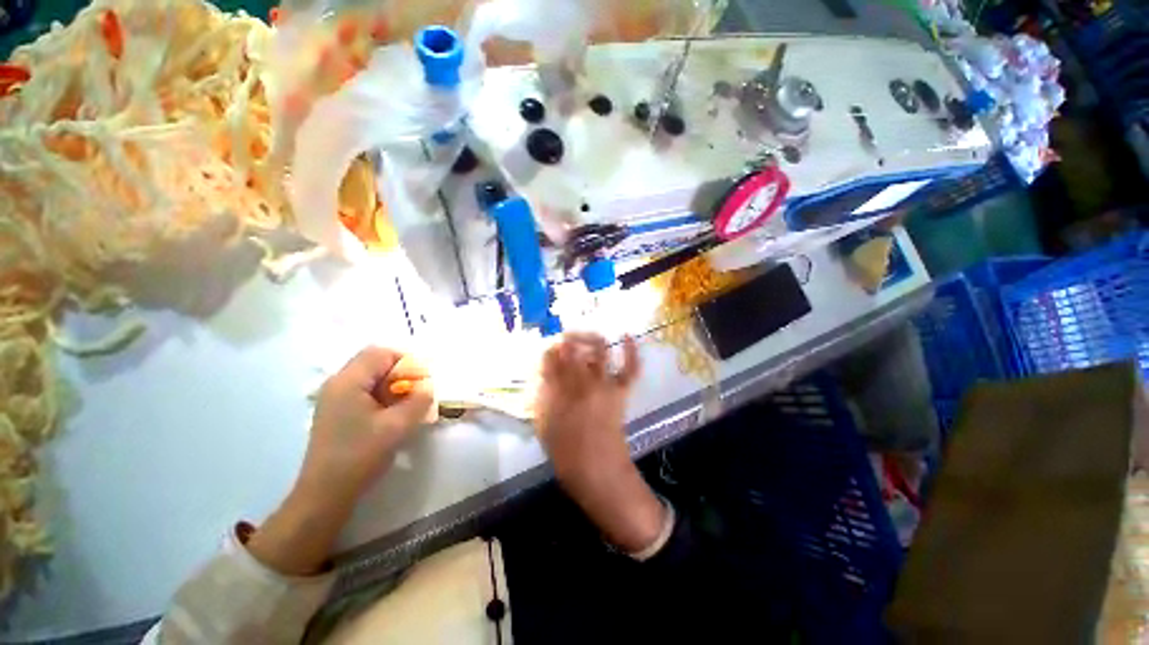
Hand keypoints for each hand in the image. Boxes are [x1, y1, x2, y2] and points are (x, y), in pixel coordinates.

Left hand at [298, 346, 435, 503]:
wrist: (325, 494)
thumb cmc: (360, 456)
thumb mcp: (397, 426)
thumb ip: (418, 400)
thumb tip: (428, 387)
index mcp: (349, 381)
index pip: (382, 353)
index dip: (407, 360)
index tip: (424, 379)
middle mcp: (338, 383)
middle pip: (375, 362)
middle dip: (402, 373)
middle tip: (418, 392)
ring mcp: (335, 398)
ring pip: (371, 377)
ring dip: (394, 385)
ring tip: (408, 405)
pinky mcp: (337, 411)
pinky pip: (365, 391)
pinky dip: (383, 396)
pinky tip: (392, 415)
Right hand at [536, 334, 665, 553]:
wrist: (597, 470)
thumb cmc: (565, 451)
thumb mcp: (542, 423)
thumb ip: (540, 395)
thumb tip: (543, 373)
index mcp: (558, 390)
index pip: (550, 356)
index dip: (549, 349)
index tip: (549, 350)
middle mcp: (581, 381)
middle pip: (573, 347)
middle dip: (567, 339)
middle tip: (564, 340)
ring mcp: (605, 384)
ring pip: (600, 348)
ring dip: (590, 337)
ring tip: (582, 336)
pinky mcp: (621, 391)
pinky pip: (630, 368)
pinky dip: (631, 351)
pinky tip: (627, 335)